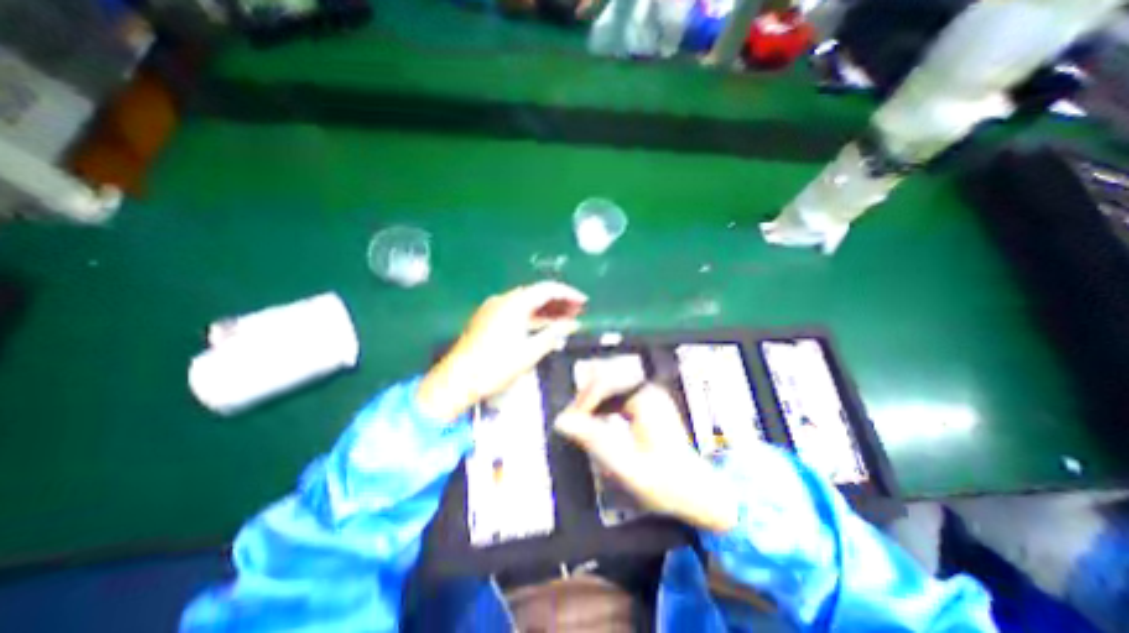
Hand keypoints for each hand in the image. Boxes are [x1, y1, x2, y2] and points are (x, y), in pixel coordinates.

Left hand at [419, 282, 585, 422]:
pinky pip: (516, 311)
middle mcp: (503, 300)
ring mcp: (493, 309)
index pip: (547, 289)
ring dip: (546, 309)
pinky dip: (532, 316)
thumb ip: (553, 334)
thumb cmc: (495, 367)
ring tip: (566, 319)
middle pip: (536, 294)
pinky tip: (543, 326)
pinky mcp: (488, 319)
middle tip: (578, 311)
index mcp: (514, 304)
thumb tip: (572, 324)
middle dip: (559, 301)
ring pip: (526, 303)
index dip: (568, 294)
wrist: (457, 380)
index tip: (584, 302)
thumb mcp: (530, 352)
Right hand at [554, 381, 742, 534]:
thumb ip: (594, 441)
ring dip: (591, 401)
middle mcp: (647, 389)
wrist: (697, 492)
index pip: (603, 383)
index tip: (568, 421)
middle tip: (571, 422)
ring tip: (579, 422)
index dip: (581, 401)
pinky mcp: (647, 402)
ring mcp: (648, 394)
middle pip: (605, 380)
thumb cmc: (664, 482)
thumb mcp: (625, 465)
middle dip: (584, 399)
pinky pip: (616, 394)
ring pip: (609, 385)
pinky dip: (601, 405)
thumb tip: (561, 421)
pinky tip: (595, 420)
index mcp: (645, 398)